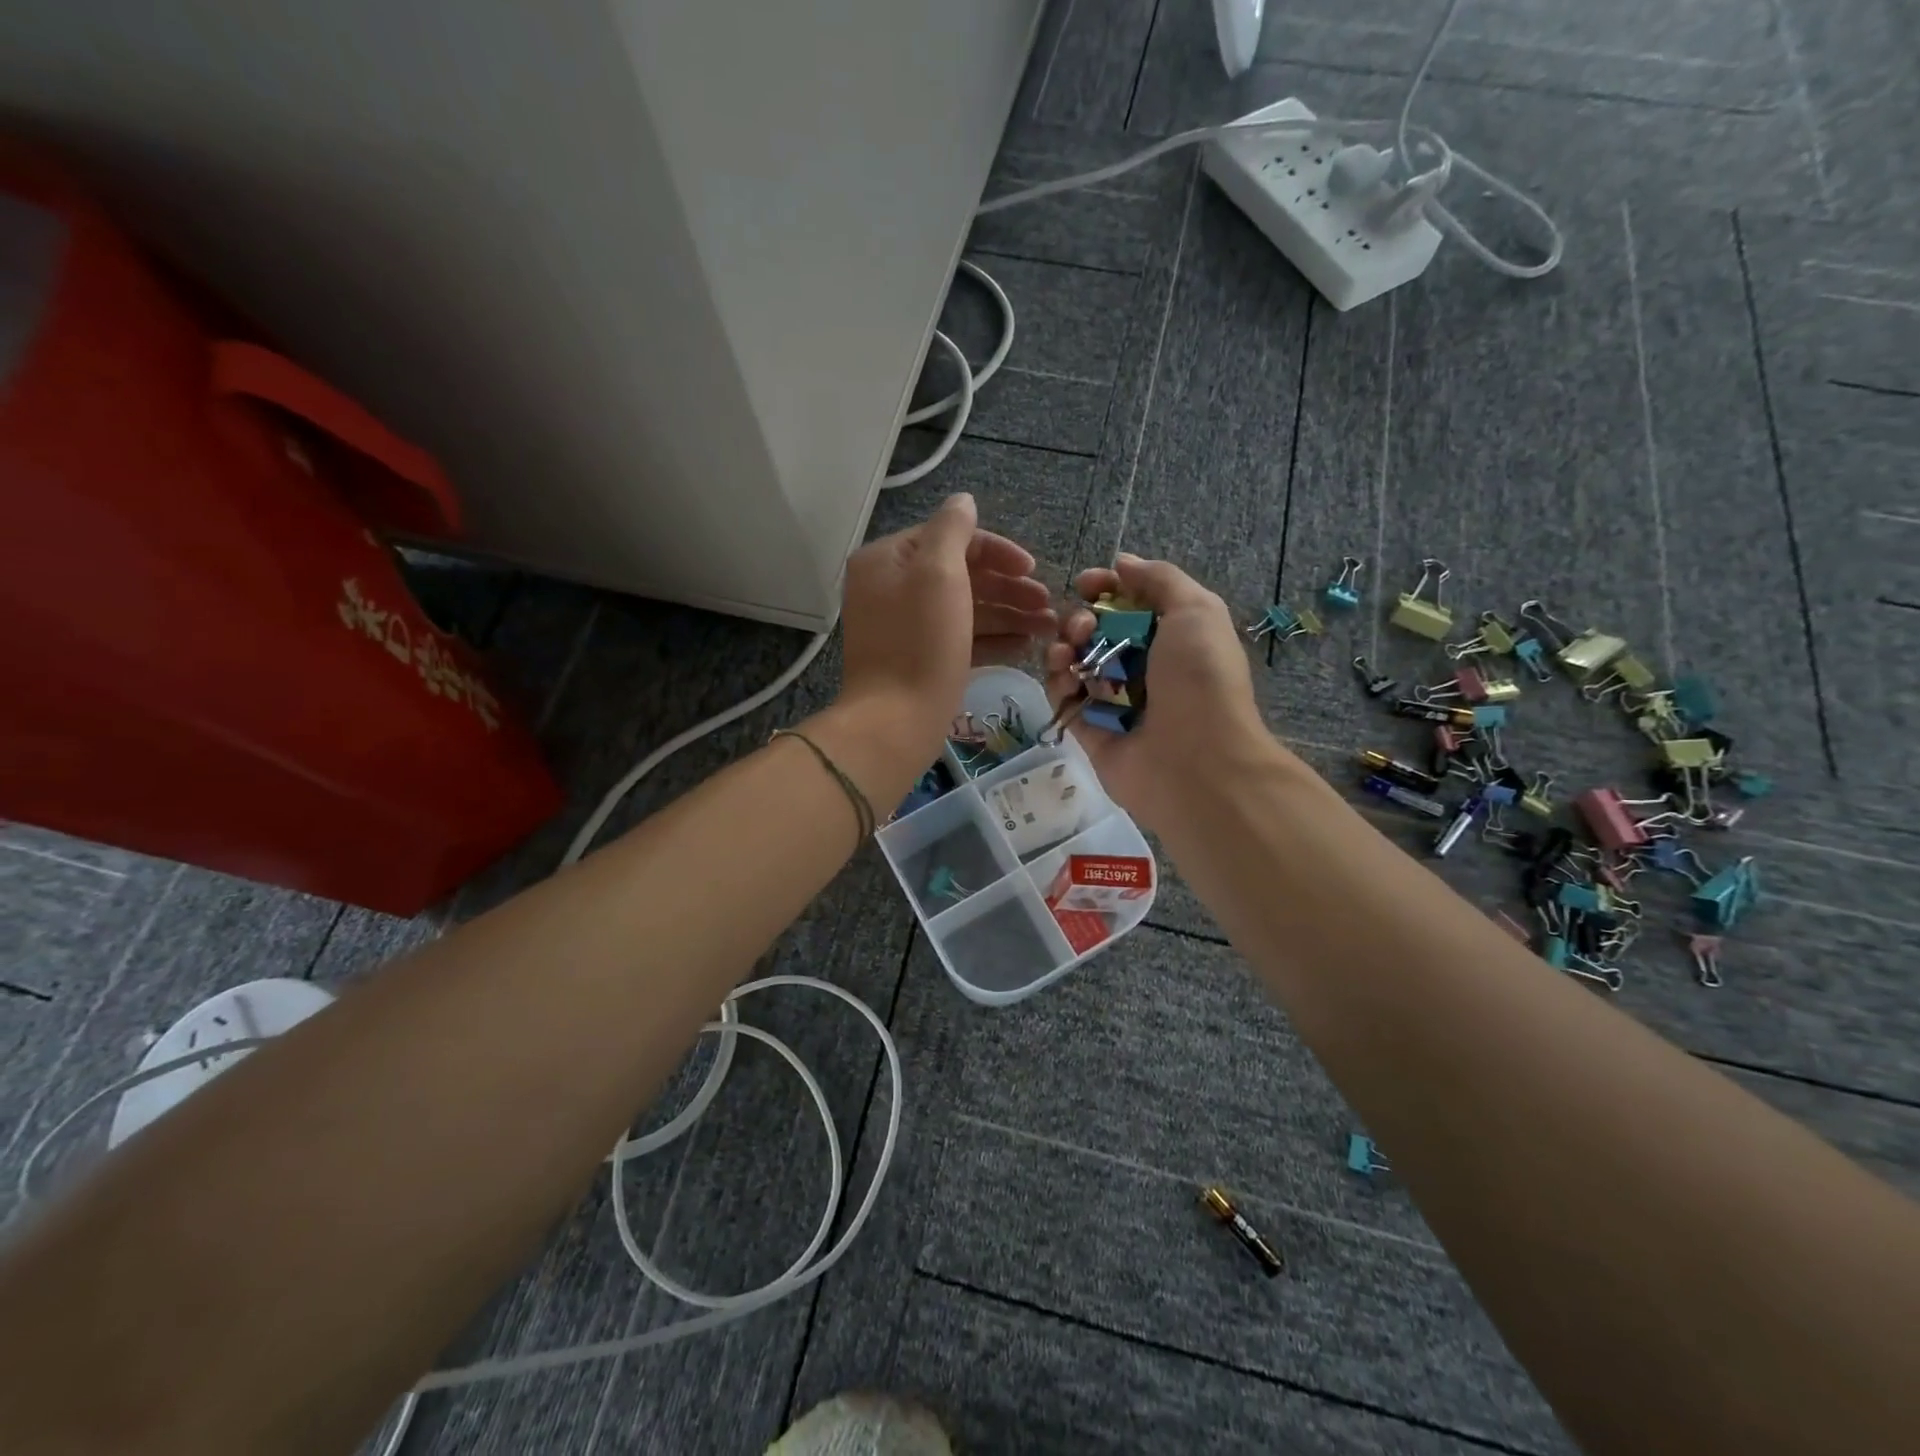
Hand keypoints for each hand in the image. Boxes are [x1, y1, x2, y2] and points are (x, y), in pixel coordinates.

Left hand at [839, 494, 1056, 764]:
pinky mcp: (919, 660)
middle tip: (1047, 604)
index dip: (996, 551)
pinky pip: (959, 639)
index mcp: (888, 561)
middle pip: (960, 575)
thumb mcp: (938, 572)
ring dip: (1008, 614)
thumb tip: (963, 501)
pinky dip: (991, 640)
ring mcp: (905, 628)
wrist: (895, 722)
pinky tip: (1025, 647)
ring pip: (964, 609)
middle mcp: (891, 589)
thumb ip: (952, 529)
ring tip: (1048, 628)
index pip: (950, 539)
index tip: (1032, 569)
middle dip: (1008, 588)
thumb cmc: (920, 642)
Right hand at [1045, 554, 1273, 829]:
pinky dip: (1058, 683)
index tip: (1086, 583)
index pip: (1128, 603)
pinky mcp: (1089, 730)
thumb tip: (1123, 563)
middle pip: (1095, 630)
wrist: (1196, 762)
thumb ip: (1160, 579)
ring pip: (1074, 662)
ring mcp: (1114, 700)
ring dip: (1063, 648)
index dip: (1104, 588)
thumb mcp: (1196, 610)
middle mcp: (1142, 666)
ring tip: (1067, 654)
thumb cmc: (1200, 679)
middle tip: (1082, 628)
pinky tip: (1066, 681)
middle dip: (1080, 619)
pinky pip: (1064, 698)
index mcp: (1171, 637)